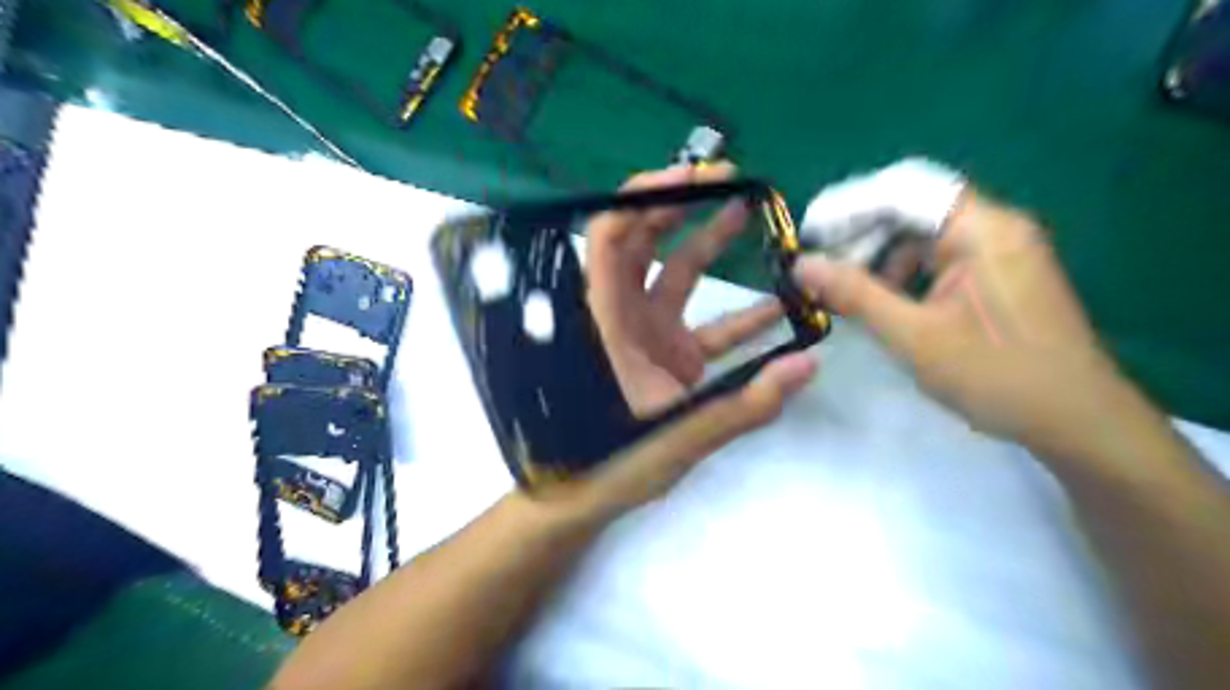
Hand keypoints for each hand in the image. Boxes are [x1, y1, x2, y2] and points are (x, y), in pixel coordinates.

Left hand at [552, 162, 820, 516]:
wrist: (586, 496)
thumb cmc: (610, 463)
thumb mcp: (675, 435)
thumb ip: (743, 406)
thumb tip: (808, 365)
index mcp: (607, 322)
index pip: (611, 238)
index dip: (644, 197)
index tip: (692, 175)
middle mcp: (623, 317)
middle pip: (642, 243)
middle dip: (680, 205)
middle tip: (728, 178)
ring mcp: (647, 334)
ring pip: (674, 275)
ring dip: (708, 244)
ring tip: (749, 213)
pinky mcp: (669, 355)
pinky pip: (705, 323)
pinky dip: (738, 315)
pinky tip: (778, 307)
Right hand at [792, 182, 1149, 465]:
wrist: (1078, 422)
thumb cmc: (996, 375)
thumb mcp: (913, 335)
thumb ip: (854, 294)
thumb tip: (800, 265)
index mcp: (981, 229)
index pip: (903, 189)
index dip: (849, 206)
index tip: (808, 234)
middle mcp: (993, 226)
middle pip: (912, 208)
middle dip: (860, 235)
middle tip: (820, 269)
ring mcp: (999, 250)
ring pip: (922, 235)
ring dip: (879, 257)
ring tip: (845, 291)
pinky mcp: (997, 275)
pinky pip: (938, 258)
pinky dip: (903, 274)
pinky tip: (883, 302)